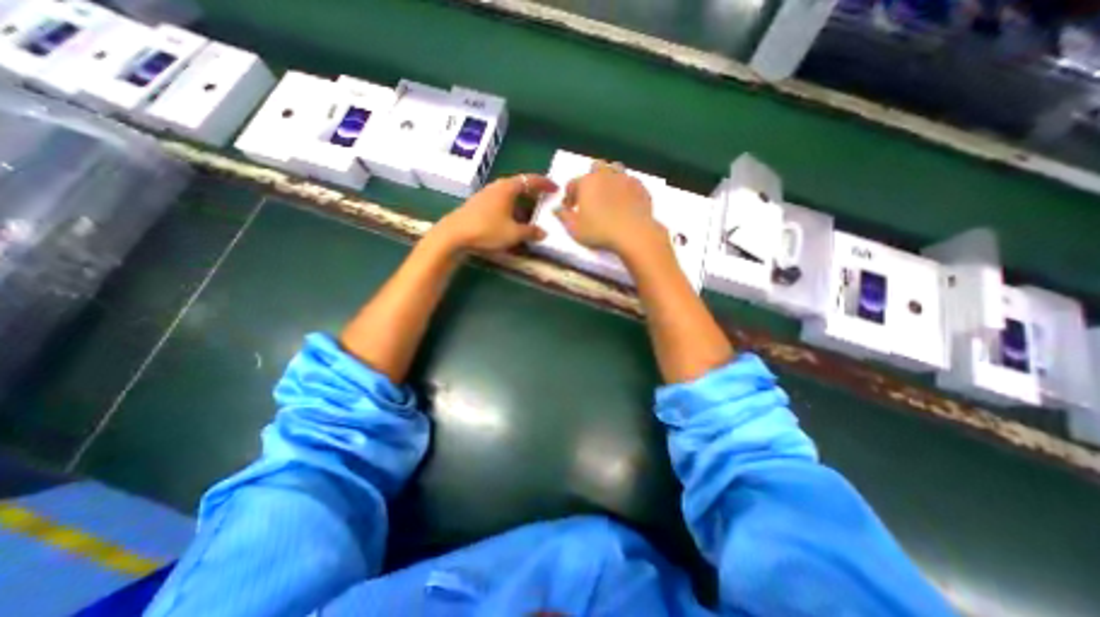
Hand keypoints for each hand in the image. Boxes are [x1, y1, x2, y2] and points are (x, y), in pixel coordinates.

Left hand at [432, 174, 559, 252]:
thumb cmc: (487, 229)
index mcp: (508, 188)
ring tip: (529, 216)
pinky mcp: (478, 205)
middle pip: (519, 186)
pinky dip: (510, 209)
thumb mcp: (514, 233)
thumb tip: (543, 233)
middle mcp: (497, 187)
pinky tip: (511, 222)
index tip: (556, 188)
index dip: (545, 184)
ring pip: (509, 195)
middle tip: (544, 201)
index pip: (531, 180)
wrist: (454, 234)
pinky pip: (500, 203)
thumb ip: (531, 232)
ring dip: (521, 204)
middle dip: (533, 194)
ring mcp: (485, 195)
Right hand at [554, 160, 665, 256]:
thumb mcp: (574, 229)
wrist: (634, 233)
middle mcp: (605, 174)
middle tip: (590, 197)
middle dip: (590, 179)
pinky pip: (630, 180)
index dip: (569, 196)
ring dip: (609, 177)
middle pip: (595, 168)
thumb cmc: (599, 232)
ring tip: (608, 194)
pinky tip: (624, 200)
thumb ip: (563, 217)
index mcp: (586, 182)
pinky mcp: (640, 186)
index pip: (572, 184)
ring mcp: (625, 178)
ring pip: (615, 168)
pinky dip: (624, 187)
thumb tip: (556, 209)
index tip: (570, 208)